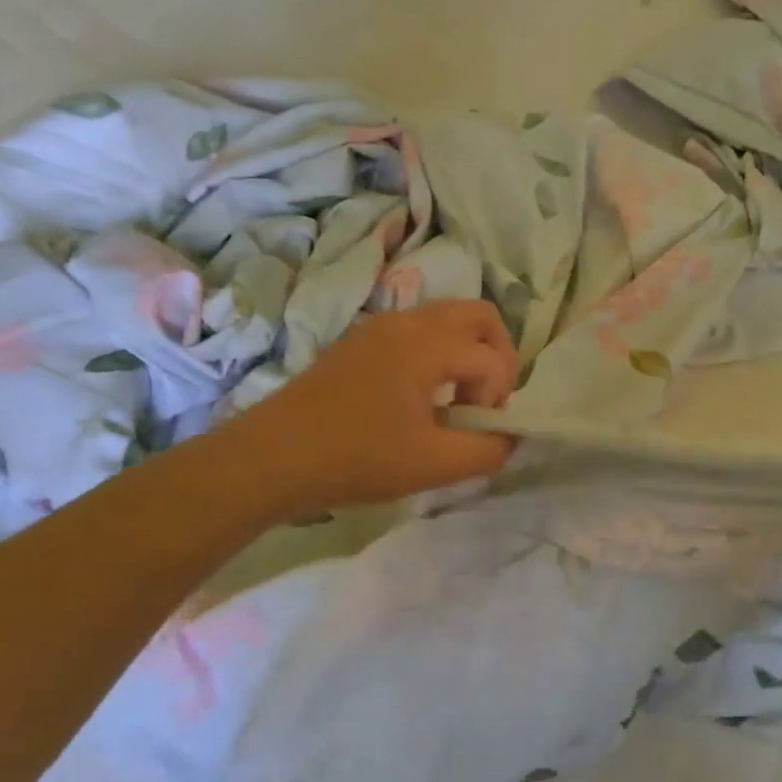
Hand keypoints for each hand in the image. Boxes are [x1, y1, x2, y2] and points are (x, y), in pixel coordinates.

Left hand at [226, 301, 517, 516]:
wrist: (271, 458)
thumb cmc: (356, 459)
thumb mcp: (433, 465)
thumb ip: (488, 450)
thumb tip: (510, 436)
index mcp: (428, 344)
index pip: (493, 358)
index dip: (500, 398)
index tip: (479, 431)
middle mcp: (409, 321)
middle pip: (480, 316)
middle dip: (498, 356)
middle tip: (485, 401)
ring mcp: (381, 326)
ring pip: (449, 318)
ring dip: (468, 353)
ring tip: (455, 402)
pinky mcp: (362, 340)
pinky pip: (420, 330)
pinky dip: (439, 353)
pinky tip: (421, 398)